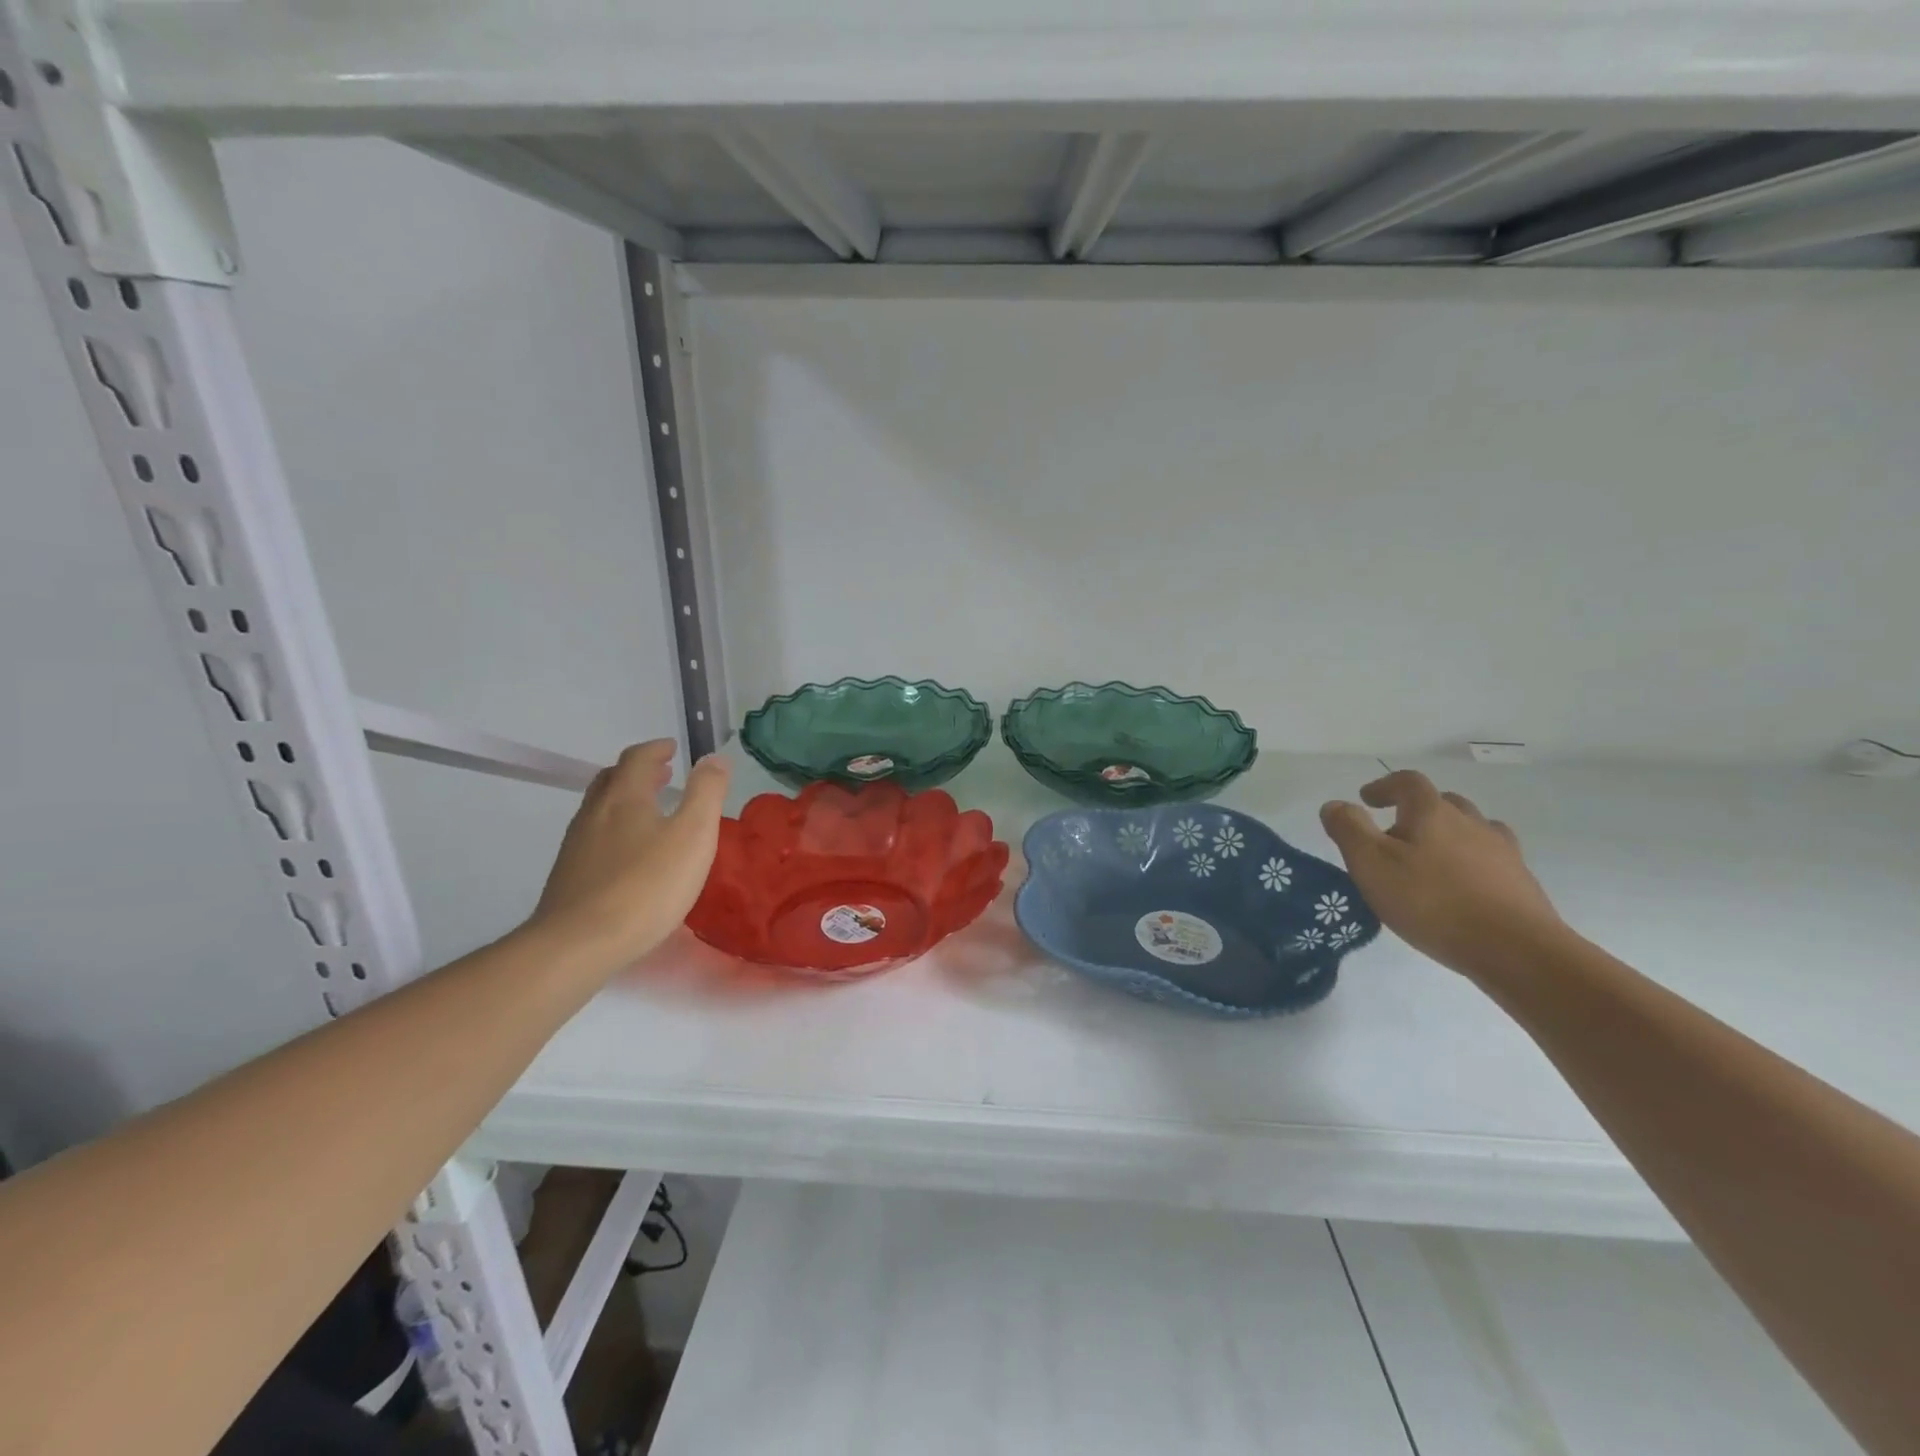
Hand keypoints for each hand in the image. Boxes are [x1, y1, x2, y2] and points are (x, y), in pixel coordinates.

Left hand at [529, 740, 730, 968]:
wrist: (579, 943)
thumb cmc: (646, 885)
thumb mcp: (693, 835)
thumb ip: (707, 792)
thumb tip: (714, 757)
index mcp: (625, 797)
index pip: (638, 758)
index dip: (657, 749)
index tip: (673, 748)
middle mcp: (595, 812)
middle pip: (612, 779)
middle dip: (639, 771)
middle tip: (663, 774)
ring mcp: (577, 844)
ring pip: (601, 808)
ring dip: (626, 799)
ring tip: (650, 811)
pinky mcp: (569, 875)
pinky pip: (595, 836)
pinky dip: (616, 828)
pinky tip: (630, 853)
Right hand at [1320, 770, 1563, 978]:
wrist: (1515, 949)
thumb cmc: (1431, 901)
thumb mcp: (1371, 864)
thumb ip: (1348, 829)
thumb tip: (1335, 805)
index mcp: (1432, 812)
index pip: (1408, 782)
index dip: (1385, 786)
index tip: (1367, 800)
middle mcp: (1470, 822)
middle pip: (1442, 803)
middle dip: (1415, 811)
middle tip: (1394, 835)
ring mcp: (1502, 852)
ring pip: (1472, 830)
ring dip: (1448, 836)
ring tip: (1429, 861)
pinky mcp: (1521, 882)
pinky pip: (1491, 860)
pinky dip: (1472, 863)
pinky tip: (1462, 888)